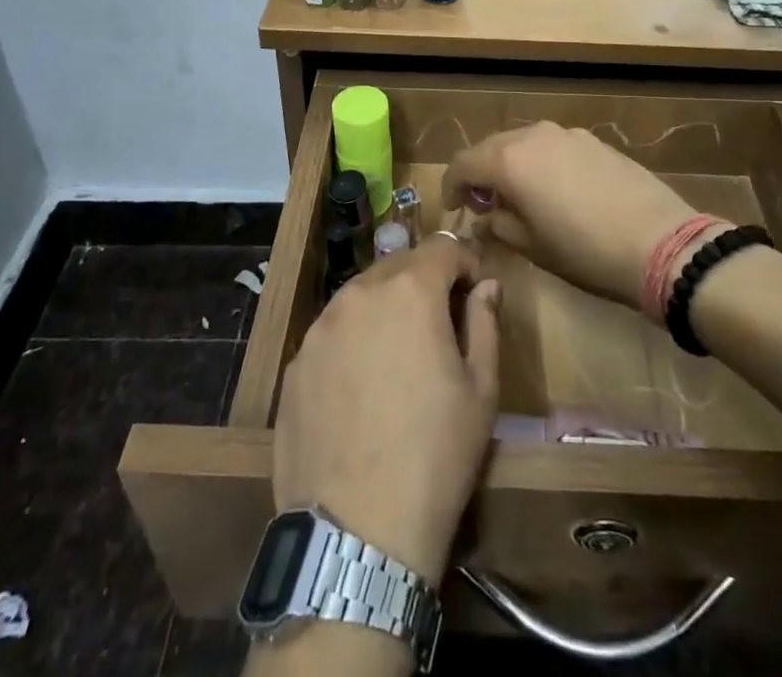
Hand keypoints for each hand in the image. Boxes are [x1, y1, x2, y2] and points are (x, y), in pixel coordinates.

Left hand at [272, 236, 500, 586]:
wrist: (357, 533)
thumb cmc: (435, 456)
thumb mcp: (481, 390)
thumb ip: (485, 322)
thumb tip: (486, 286)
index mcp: (409, 291)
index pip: (443, 247)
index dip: (467, 263)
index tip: (479, 292)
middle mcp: (358, 293)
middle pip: (399, 266)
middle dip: (427, 282)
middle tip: (444, 324)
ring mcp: (319, 328)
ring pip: (362, 297)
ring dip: (388, 309)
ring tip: (402, 357)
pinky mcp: (295, 364)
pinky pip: (333, 334)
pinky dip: (355, 341)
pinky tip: (363, 389)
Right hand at [441, 123, 692, 309]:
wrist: (661, 243)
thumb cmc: (586, 251)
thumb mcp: (533, 247)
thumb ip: (500, 225)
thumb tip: (488, 216)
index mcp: (510, 160)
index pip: (463, 163)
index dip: (450, 186)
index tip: (453, 209)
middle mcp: (534, 136)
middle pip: (492, 147)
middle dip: (480, 174)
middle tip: (482, 206)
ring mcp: (567, 134)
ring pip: (523, 143)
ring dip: (511, 165)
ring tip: (518, 197)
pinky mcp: (594, 141)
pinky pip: (553, 146)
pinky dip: (540, 163)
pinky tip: (554, 190)